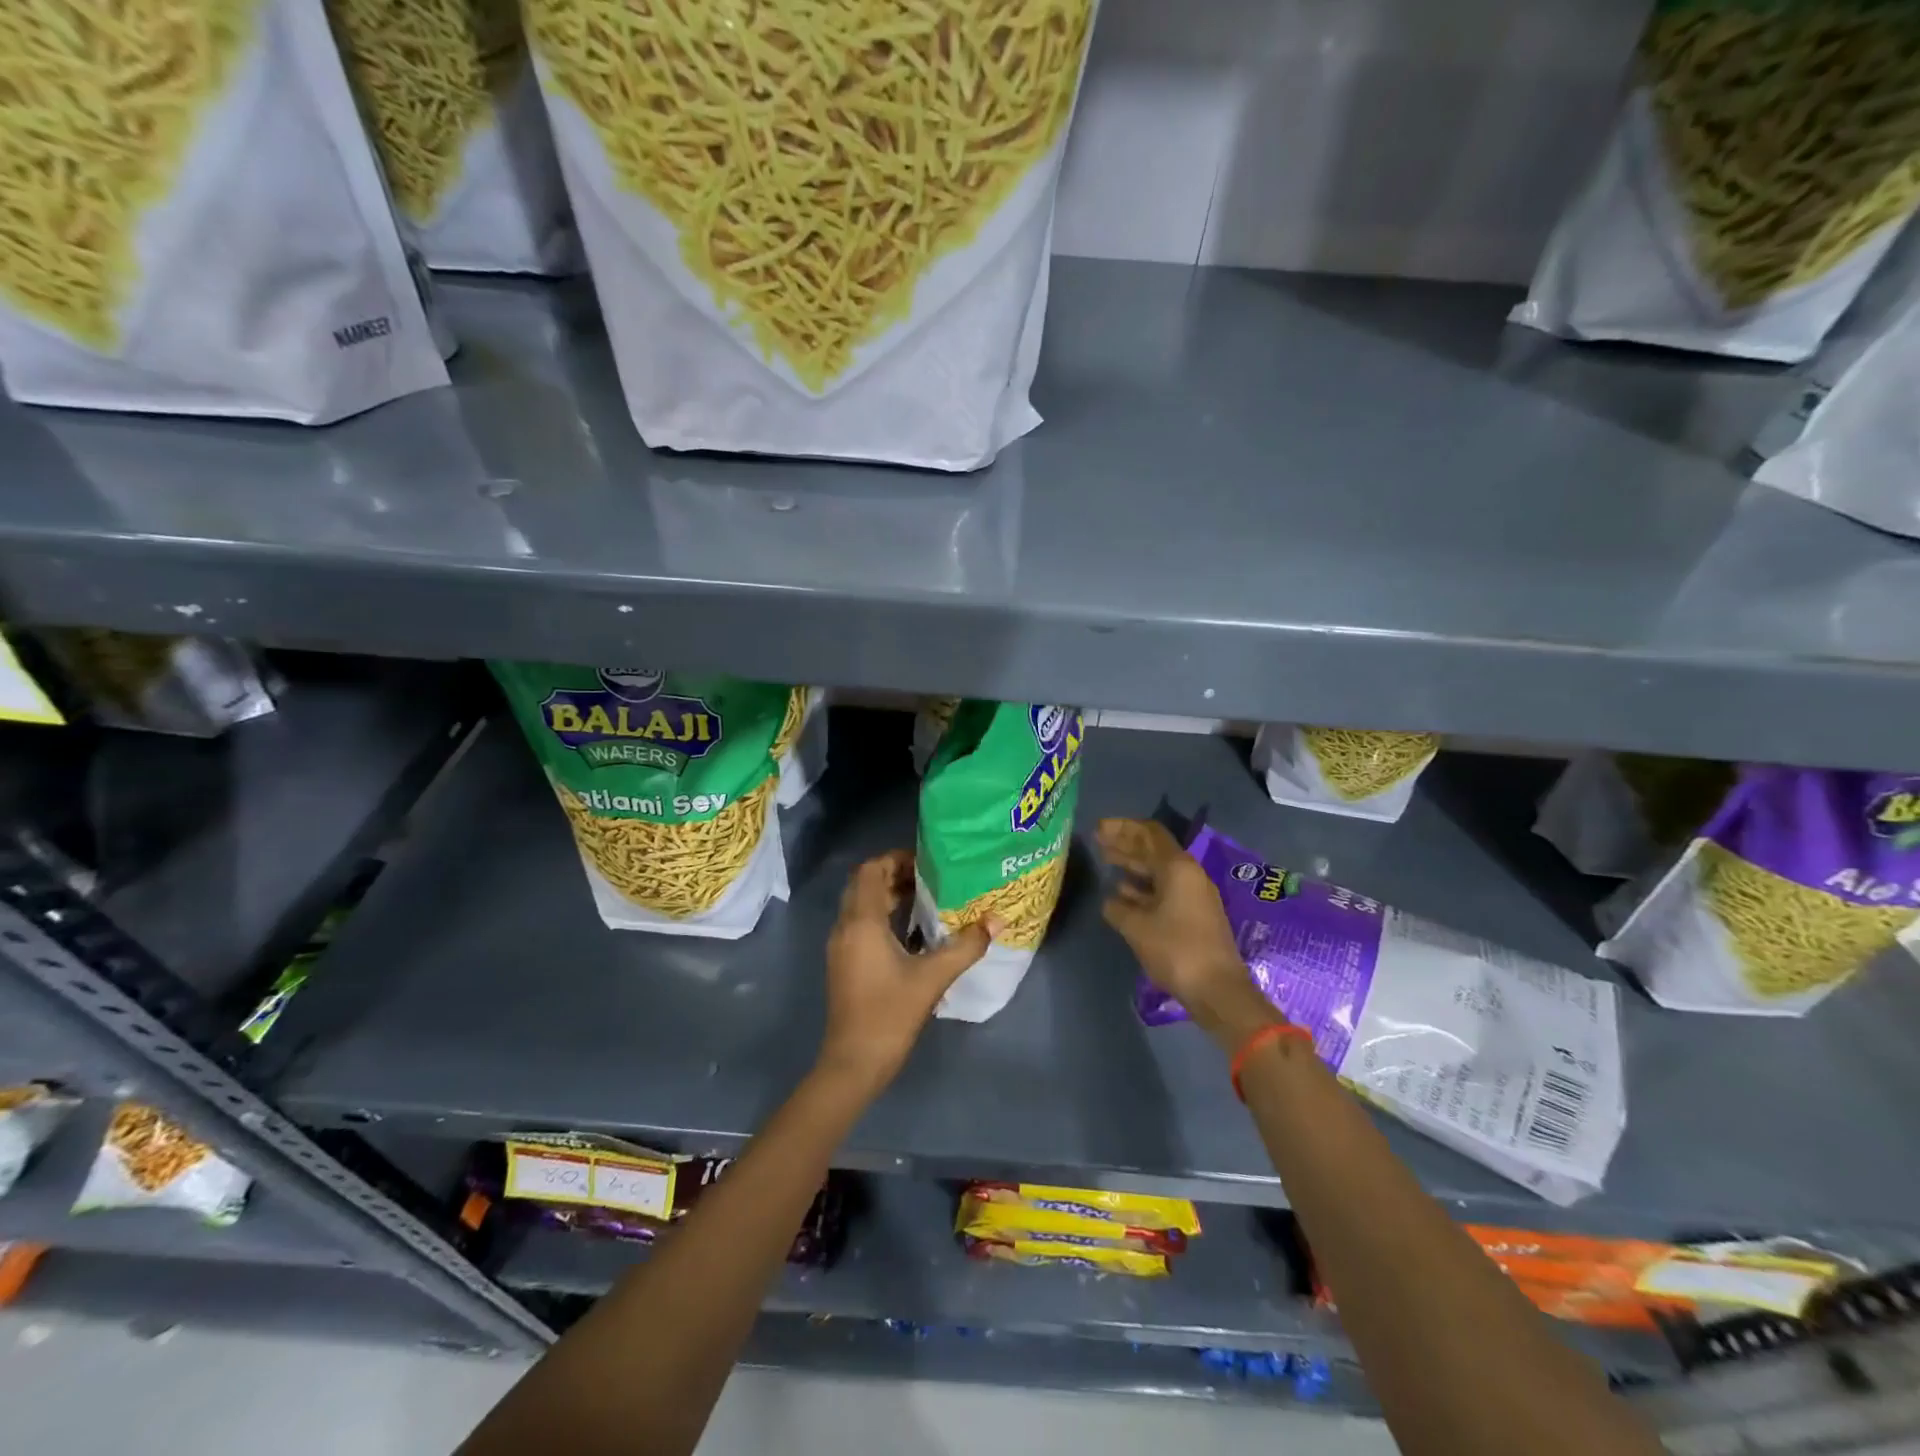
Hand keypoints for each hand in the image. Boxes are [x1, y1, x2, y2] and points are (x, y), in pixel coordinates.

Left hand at [816, 850, 994, 1092]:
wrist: (853, 1063)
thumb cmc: (889, 1014)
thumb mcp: (933, 978)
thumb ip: (965, 946)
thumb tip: (996, 920)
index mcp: (862, 921)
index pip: (871, 870)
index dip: (895, 858)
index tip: (927, 862)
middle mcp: (845, 927)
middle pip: (865, 884)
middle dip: (894, 874)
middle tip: (931, 877)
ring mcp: (841, 946)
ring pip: (861, 904)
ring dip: (889, 895)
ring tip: (926, 898)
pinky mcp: (843, 963)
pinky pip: (860, 924)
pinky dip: (882, 916)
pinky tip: (912, 932)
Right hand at [1096, 818, 1280, 1045]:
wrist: (1218, 989)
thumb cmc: (1175, 949)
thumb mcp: (1137, 927)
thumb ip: (1118, 908)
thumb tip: (1110, 901)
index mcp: (1177, 868)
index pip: (1149, 833)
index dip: (1123, 827)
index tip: (1099, 828)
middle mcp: (1188, 875)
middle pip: (1154, 849)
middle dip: (1125, 843)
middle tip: (1098, 840)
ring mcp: (1194, 895)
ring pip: (1158, 871)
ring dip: (1133, 865)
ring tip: (1107, 862)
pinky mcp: (1195, 915)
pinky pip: (1164, 890)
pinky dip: (1143, 887)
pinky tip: (1123, 894)